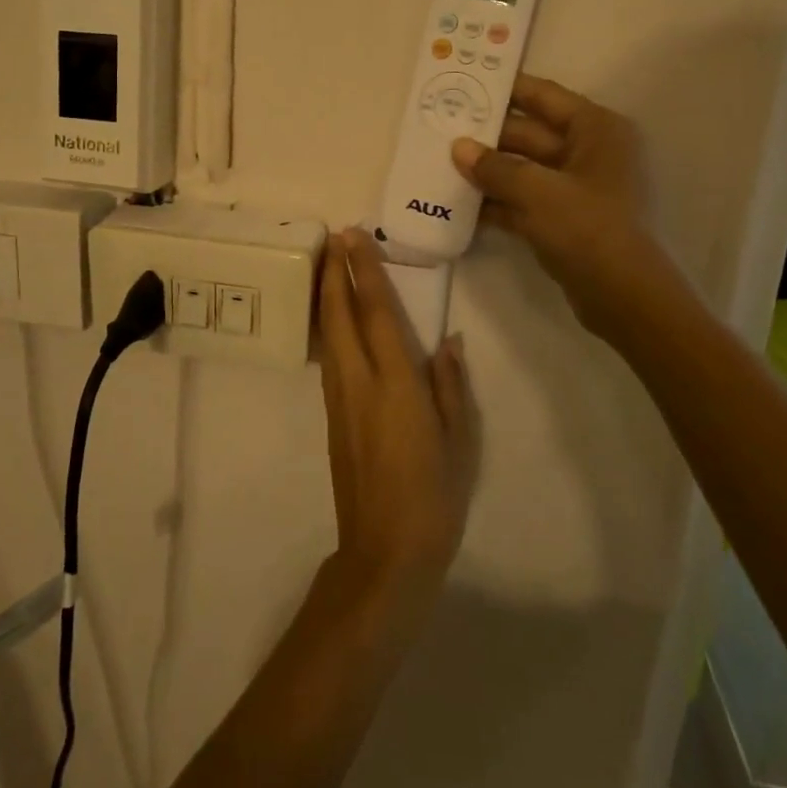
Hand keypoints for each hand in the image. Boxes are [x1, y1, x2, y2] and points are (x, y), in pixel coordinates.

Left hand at [317, 230, 478, 608]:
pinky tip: (333, 318)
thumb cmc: (434, 496)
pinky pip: (328, 356)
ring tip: (329, 264)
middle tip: (334, 236)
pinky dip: (328, 326)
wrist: (384, 551)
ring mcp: (339, 399)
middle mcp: (359, 382)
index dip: (363, 271)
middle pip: (340, 315)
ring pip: (328, 334)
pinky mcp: (331, 416)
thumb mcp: (459, 440)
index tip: (354, 237)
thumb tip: (448, 342)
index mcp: (396, 384)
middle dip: (334, 272)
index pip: (375, 313)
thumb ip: (450, 386)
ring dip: (327, 295)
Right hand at [451, 74, 669, 346]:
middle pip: (528, 134)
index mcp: (595, 130)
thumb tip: (458, 147)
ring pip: (523, 170)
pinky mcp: (565, 219)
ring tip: (440, 165)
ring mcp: (577, 188)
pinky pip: (524, 200)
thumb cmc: (588, 227)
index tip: (465, 83)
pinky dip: (497, 202)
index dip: (505, 89)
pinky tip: (459, 204)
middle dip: (486, 137)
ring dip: (487, 172)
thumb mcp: (536, 191)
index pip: (543, 97)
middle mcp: (589, 152)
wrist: (625, 296)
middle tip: (440, 130)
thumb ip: (494, 168)